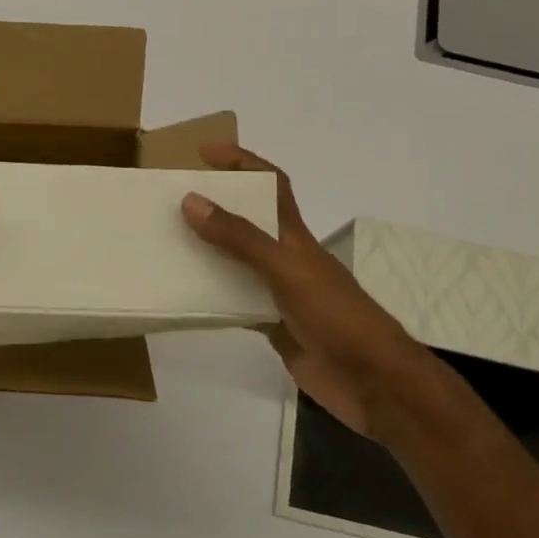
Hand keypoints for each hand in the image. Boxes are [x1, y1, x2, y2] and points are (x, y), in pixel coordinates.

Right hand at [181, 142, 433, 437]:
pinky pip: (233, 302)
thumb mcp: (286, 270)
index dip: (242, 161)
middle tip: (168, 204)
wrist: (374, 384)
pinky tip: (183, 297)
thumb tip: (191, 201)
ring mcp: (277, 292)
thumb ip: (240, 239)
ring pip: (234, 262)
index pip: (270, 183)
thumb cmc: (337, 317)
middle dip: (212, 206)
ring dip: (205, 252)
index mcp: (293, 235)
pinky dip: (209, 297)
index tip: (203, 154)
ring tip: (164, 247)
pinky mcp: (271, 324)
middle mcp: (284, 258)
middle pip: (245, 221)